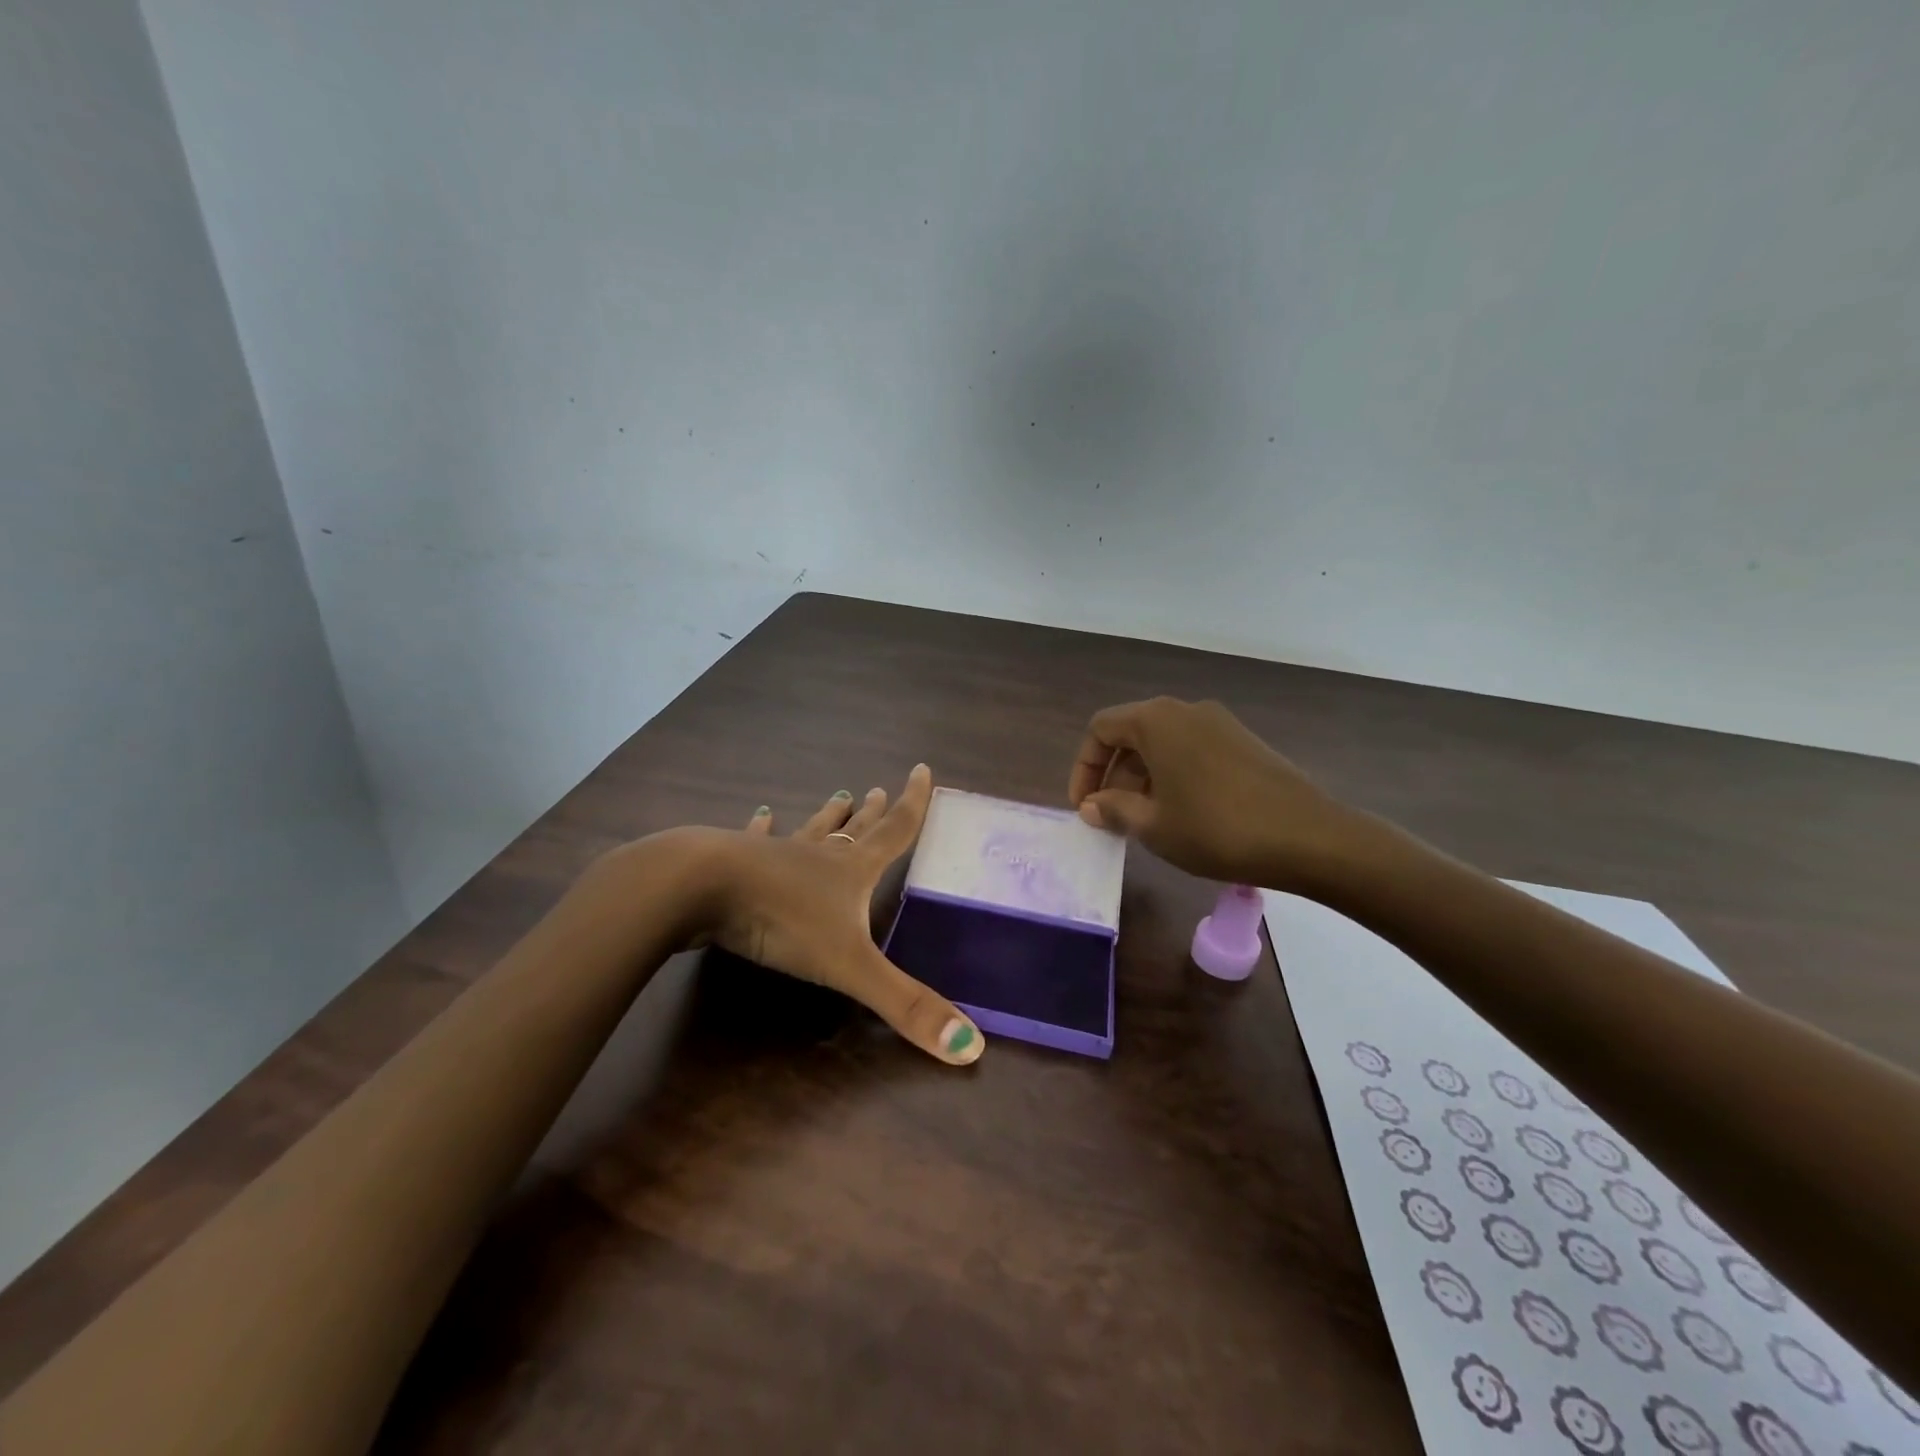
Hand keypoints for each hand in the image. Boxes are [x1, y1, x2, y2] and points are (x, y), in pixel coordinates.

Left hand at [698, 765, 984, 1065]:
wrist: (701, 888)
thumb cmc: (782, 919)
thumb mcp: (851, 966)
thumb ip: (906, 1005)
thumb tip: (972, 1047)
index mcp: (851, 871)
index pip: (895, 830)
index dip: (914, 803)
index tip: (922, 769)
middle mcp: (818, 857)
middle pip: (854, 830)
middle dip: (872, 813)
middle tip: (879, 790)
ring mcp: (775, 855)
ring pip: (810, 831)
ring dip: (828, 817)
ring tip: (840, 796)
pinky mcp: (735, 862)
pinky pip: (755, 839)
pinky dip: (762, 827)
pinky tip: (762, 814)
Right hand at [1067, 697, 1364, 891]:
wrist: (1310, 838)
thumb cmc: (1217, 829)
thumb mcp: (1154, 826)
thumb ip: (1113, 810)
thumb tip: (1091, 806)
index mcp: (1156, 721)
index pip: (1100, 729)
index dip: (1084, 768)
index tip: (1085, 808)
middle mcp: (1185, 710)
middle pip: (1132, 734)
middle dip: (1113, 776)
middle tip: (1112, 819)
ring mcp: (1219, 723)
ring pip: (1162, 744)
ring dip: (1142, 778)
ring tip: (1145, 822)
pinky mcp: (1243, 741)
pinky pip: (1191, 750)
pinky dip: (1173, 775)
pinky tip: (1183, 814)